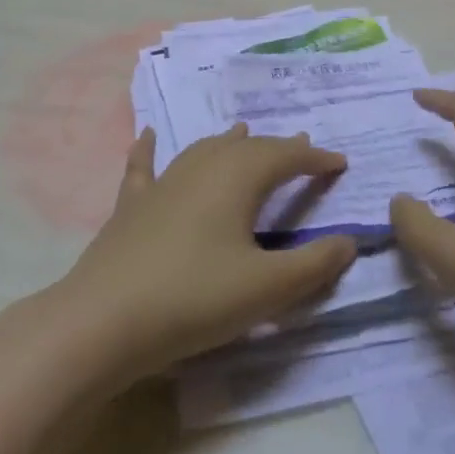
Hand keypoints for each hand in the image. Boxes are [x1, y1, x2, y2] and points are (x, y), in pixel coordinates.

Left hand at [60, 124, 358, 377]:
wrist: (104, 322)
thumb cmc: (195, 299)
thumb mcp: (267, 288)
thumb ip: (314, 264)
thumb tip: (350, 240)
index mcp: (238, 178)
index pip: (286, 157)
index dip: (315, 158)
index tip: (339, 163)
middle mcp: (201, 168)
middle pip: (248, 149)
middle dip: (278, 148)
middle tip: (301, 148)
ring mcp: (162, 184)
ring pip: (203, 149)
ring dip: (229, 142)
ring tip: (244, 132)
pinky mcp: (131, 206)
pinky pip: (144, 167)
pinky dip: (149, 149)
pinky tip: (148, 134)